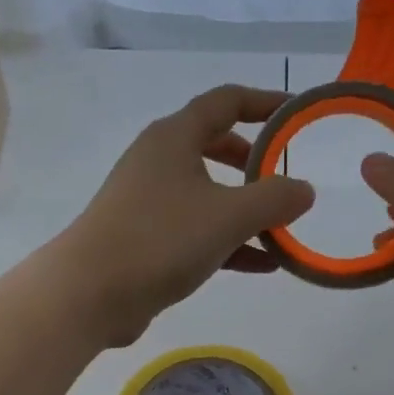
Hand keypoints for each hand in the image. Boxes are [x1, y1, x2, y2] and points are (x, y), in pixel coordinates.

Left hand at [56, 85, 315, 347]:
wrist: (89, 293)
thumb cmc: (160, 239)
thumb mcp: (229, 216)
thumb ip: (275, 199)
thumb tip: (304, 189)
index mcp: (174, 137)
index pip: (226, 101)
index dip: (265, 102)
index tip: (297, 114)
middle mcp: (159, 160)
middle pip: (214, 145)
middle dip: (254, 161)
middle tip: (284, 177)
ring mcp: (148, 200)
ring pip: (208, 193)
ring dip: (246, 209)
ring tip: (283, 230)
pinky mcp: (145, 237)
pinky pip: (197, 230)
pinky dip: (229, 241)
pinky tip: (263, 264)